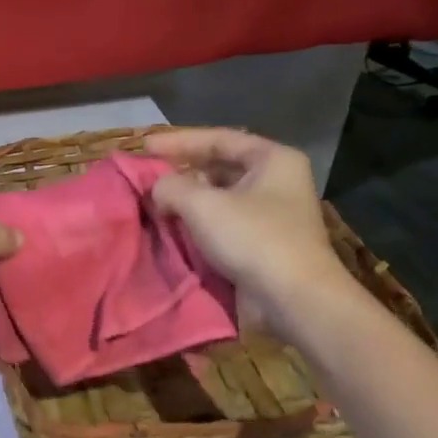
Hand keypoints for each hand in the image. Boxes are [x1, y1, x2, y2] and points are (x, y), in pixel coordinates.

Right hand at [143, 128, 360, 341]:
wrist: (293, 298)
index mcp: (273, 159)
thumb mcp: (203, 205)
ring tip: (155, 202)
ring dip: (188, 199)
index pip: (219, 138)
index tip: (144, 146)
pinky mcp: (263, 243)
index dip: (179, 141)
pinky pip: (224, 222)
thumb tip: (157, 188)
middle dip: (182, 171)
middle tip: (148, 176)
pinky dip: (199, 222)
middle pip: (220, 166)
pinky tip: (174, 227)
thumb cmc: (253, 239)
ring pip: (220, 196)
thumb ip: (171, 187)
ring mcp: (271, 214)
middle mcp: (276, 181)